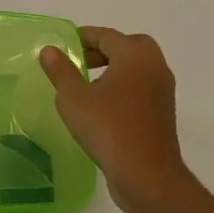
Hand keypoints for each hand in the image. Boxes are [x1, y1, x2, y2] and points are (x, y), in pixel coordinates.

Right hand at [41, 26, 188, 212]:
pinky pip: (141, 87)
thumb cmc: (109, 129)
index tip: (63, 46)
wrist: (148, 177)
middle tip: (79, 62)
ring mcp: (162, 89)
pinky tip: (103, 107)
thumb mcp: (74, 99)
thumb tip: (50, 49)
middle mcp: (154, 65)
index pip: (105, 35)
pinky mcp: (164, 112)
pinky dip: (124, 86)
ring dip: (114, 69)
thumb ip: (61, 70)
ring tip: (87, 86)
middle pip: (126, 46)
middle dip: (102, 50)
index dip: (82, 38)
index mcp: (134, 54)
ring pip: (135, 67)